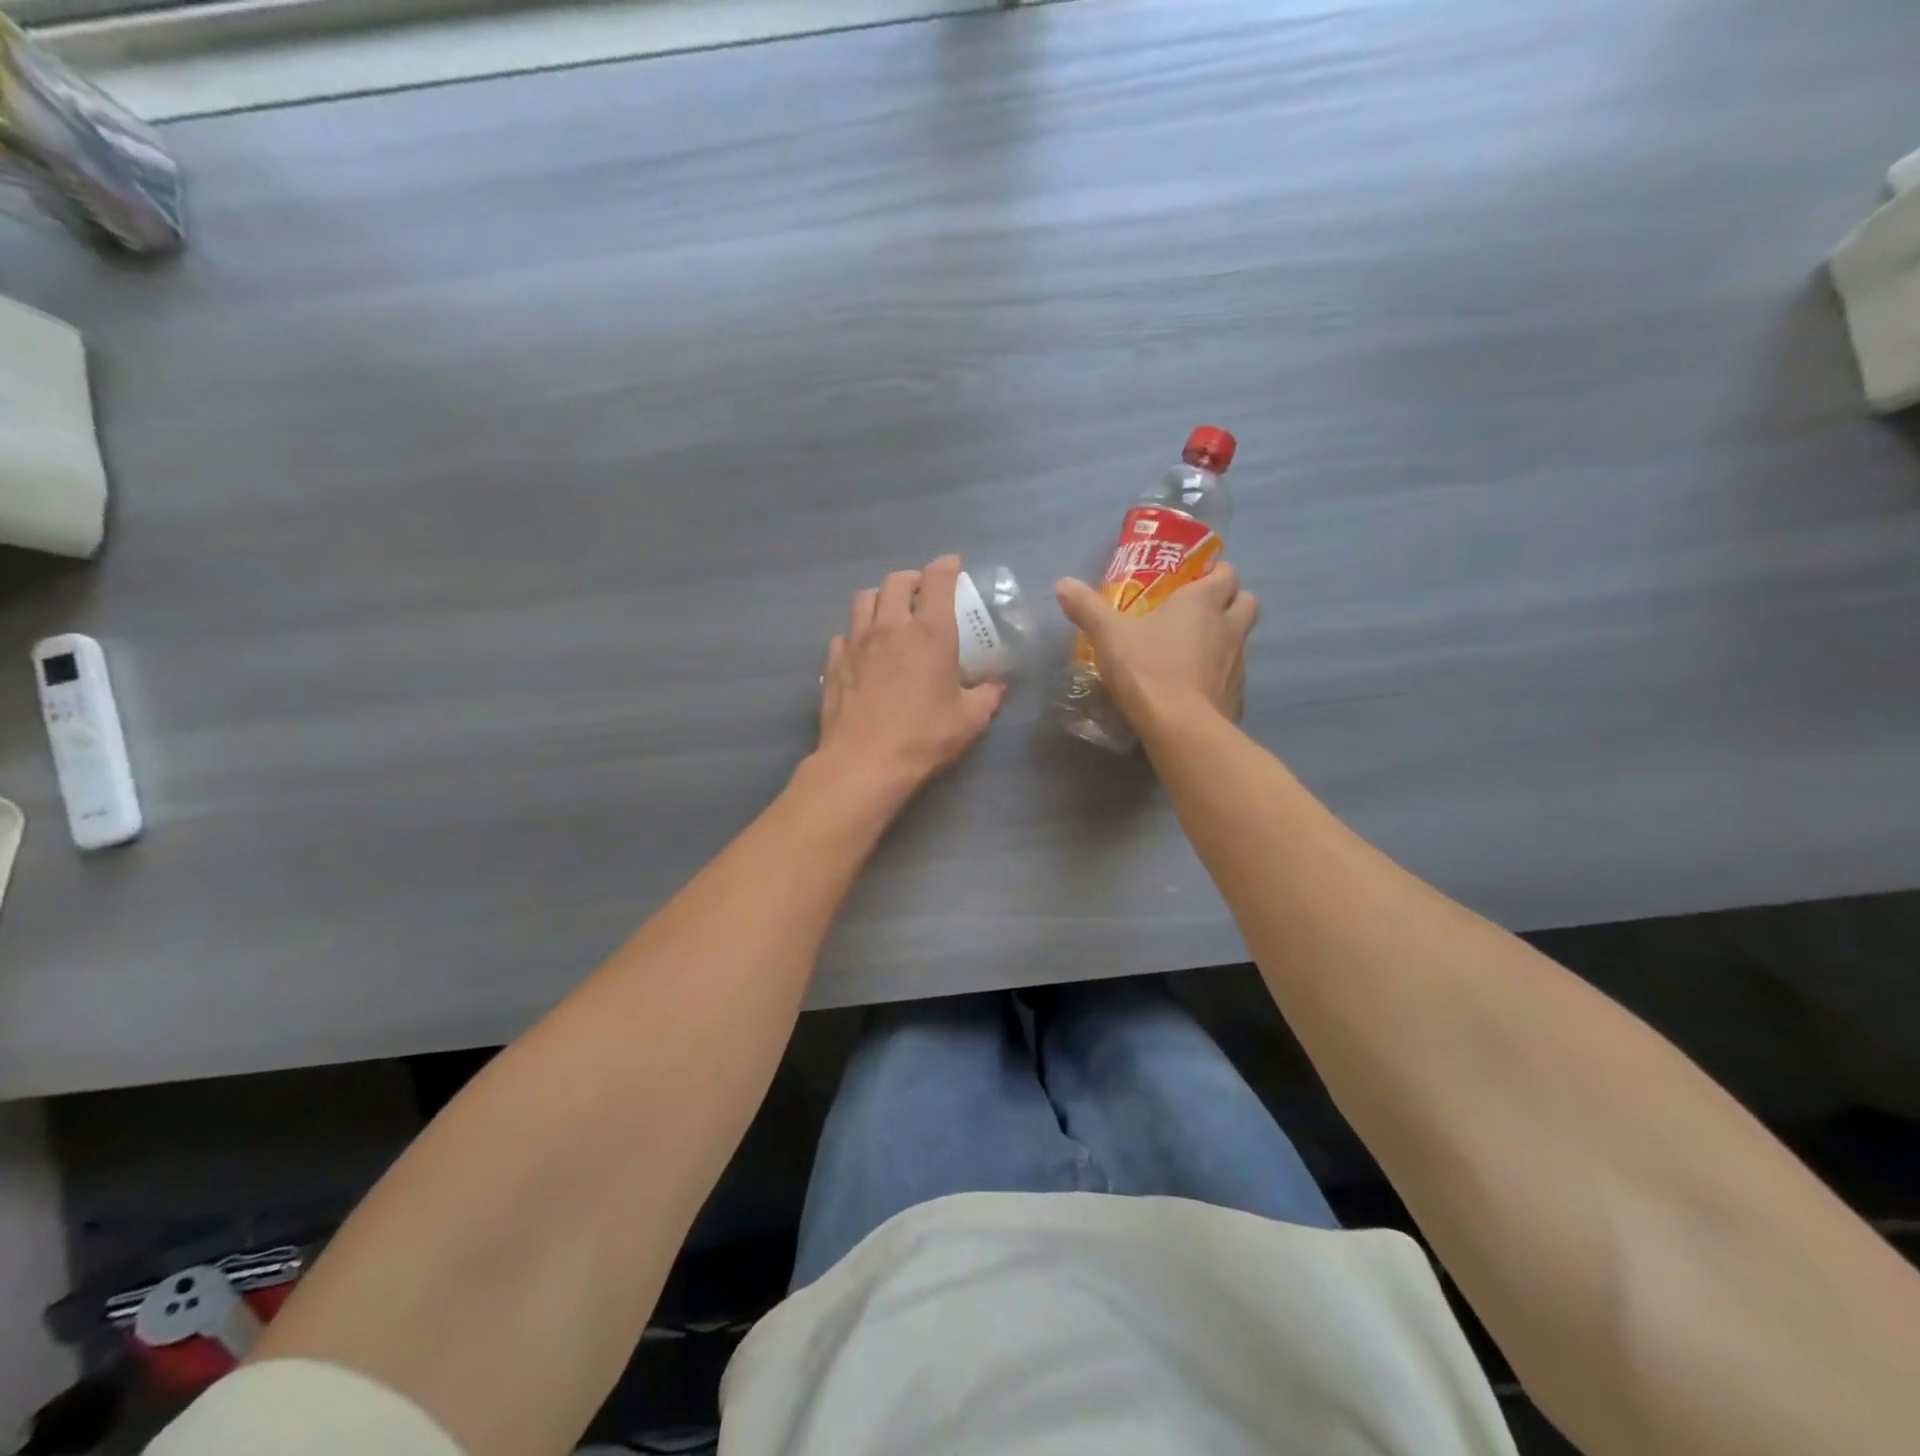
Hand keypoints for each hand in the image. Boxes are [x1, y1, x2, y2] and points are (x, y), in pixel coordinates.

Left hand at [818, 555, 1006, 790]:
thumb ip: (986, 697)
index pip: (938, 580)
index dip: (947, 567)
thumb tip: (997, 687)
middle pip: (896, 581)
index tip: (953, 566)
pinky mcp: (834, 662)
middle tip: (922, 591)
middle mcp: (891, 627)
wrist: (865, 762)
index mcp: (929, 632)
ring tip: (890, 612)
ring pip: (864, 599)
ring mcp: (857, 642)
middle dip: (912, 579)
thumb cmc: (924, 737)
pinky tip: (863, 650)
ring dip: (880, 597)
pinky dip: (856, 633)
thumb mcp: (969, 720)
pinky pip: (844, 634)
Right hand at [1055, 562, 1258, 732]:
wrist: (1180, 727)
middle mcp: (1229, 626)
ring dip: (1226, 638)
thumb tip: (1063, 583)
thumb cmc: (1147, 669)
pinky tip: (1196, 686)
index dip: (1215, 572)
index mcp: (1203, 602)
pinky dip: (1219, 675)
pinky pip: (1233, 676)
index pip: (1226, 573)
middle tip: (1203, 610)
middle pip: (1247, 601)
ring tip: (1195, 650)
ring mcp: (1238, 663)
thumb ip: (1087, 608)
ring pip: (1242, 639)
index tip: (1195, 578)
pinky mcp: (1236, 695)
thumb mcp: (1108, 636)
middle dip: (1231, 600)